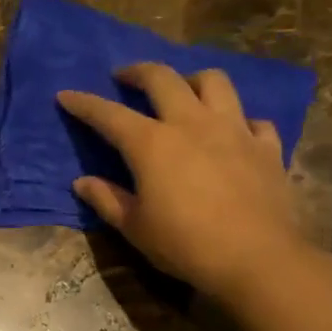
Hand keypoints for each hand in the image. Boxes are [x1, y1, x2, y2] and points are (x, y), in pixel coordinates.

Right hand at [57, 64, 304, 300]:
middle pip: (163, 78)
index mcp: (152, 144)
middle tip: (125, 76)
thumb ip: (107, 199)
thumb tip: (82, 182)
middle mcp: (191, 124)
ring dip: (191, 80)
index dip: (84, 103)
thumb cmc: (185, 244)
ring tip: (182, 91)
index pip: (109, 115)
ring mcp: (234, 130)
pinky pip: (252, 119)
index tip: (66, 95)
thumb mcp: (134, 227)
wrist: (257, 259)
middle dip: (138, 71)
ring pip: (214, 82)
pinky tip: (231, 133)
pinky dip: (237, 120)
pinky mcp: (266, 147)